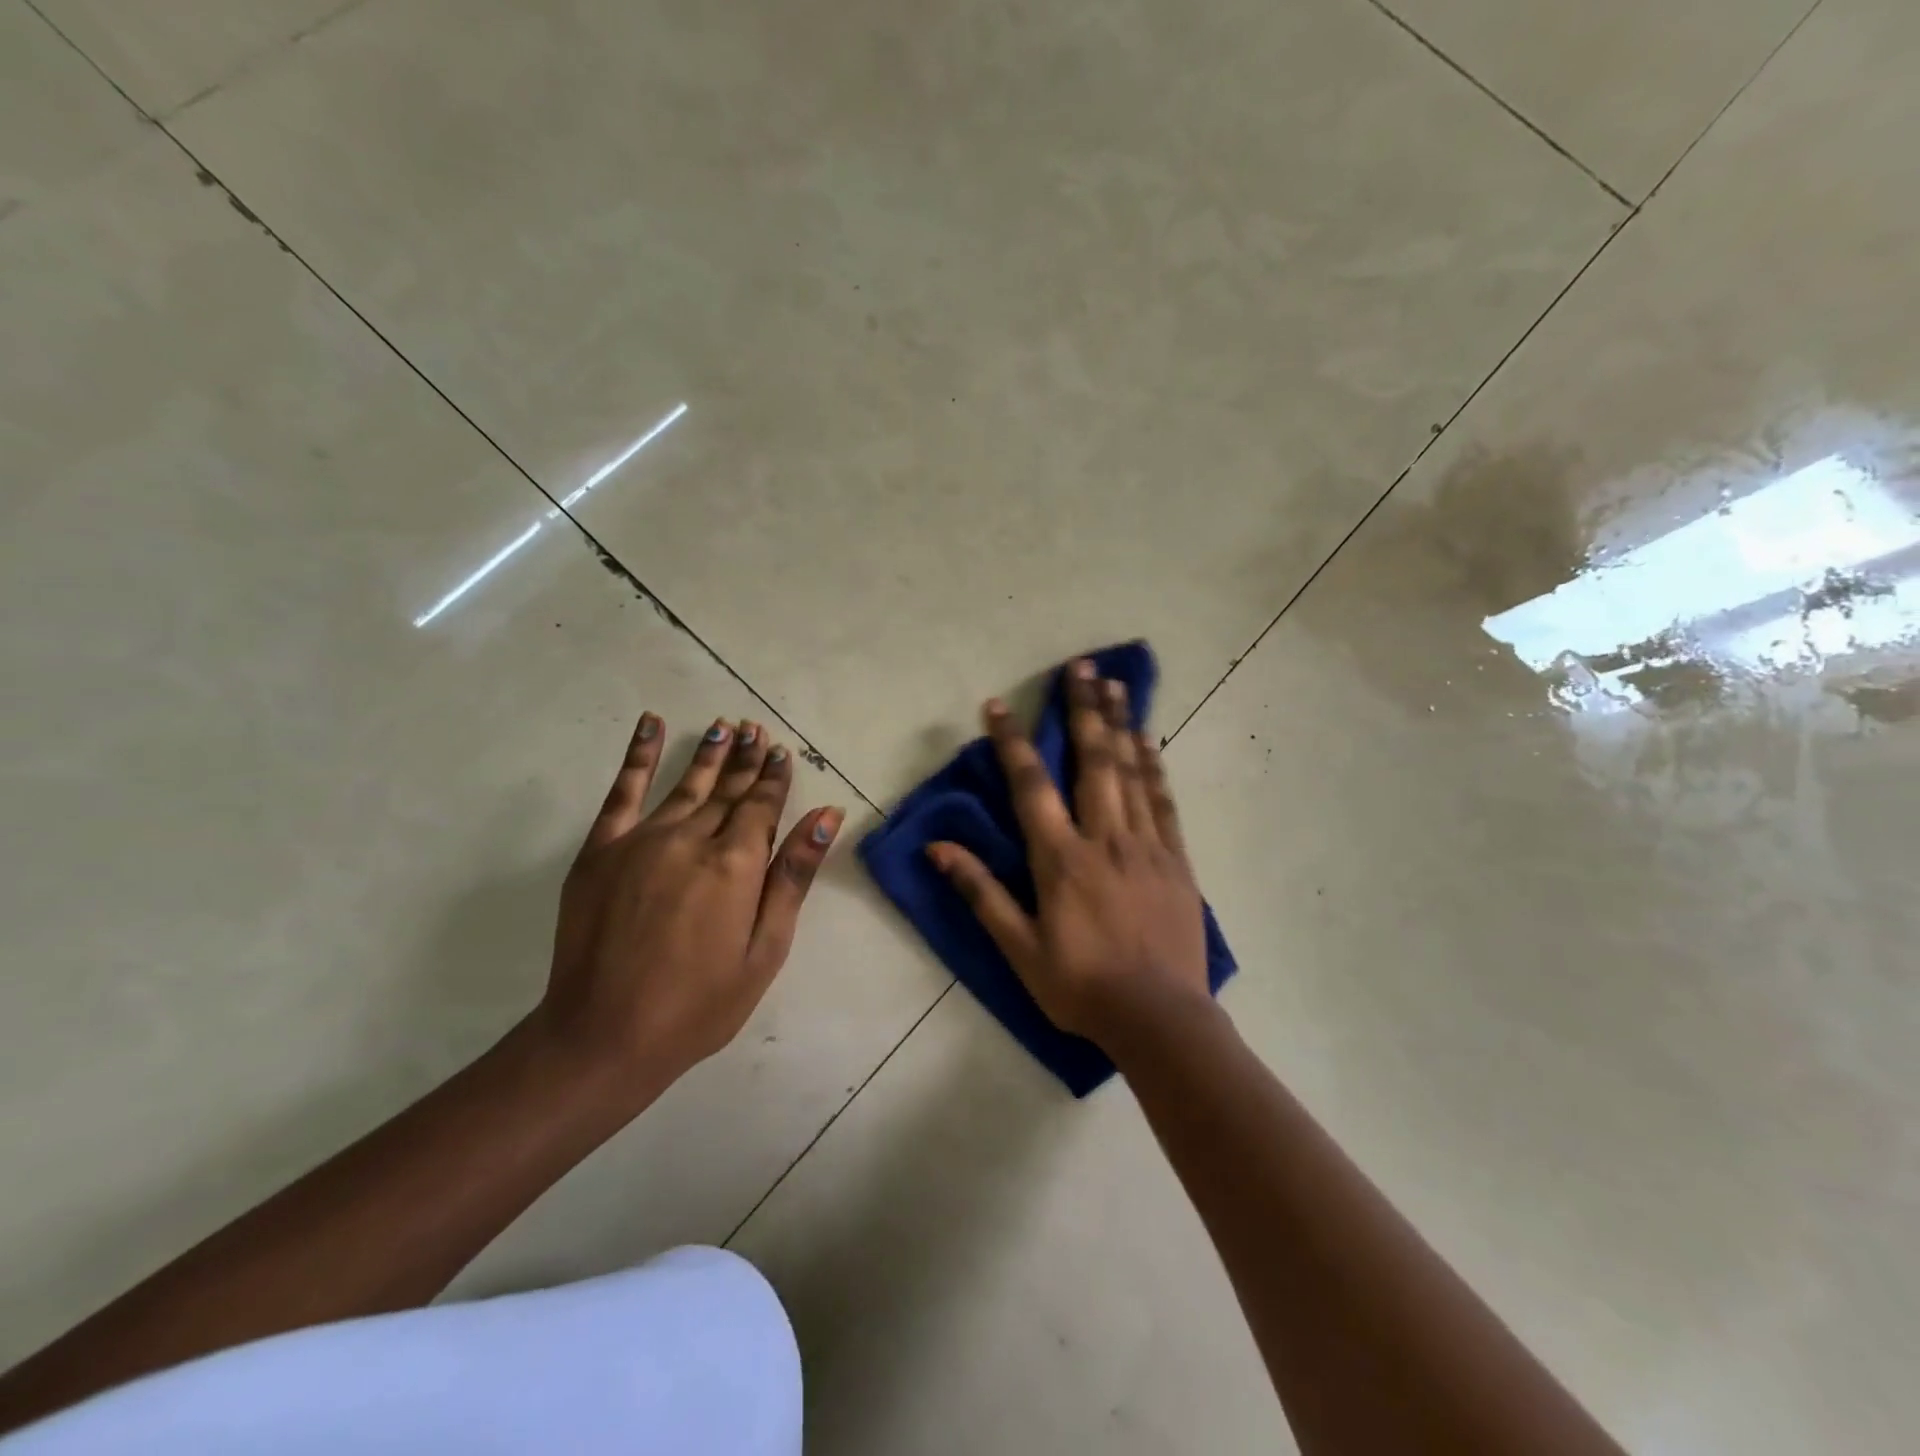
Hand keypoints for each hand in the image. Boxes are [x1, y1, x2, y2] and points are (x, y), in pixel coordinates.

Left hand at [539, 712, 843, 1094]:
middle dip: (747, 759)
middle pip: (728, 790)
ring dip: (709, 754)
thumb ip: (793, 877)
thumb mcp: (765, 949)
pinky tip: (651, 724)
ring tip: (725, 727)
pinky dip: (639, 754)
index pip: (762, 806)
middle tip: (758, 730)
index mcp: (735, 865)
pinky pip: (623, 790)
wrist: (604, 1036)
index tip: (782, 752)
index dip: (775, 778)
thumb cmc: (700, 1003)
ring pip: (687, 784)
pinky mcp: (601, 849)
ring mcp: (642, 840)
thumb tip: (826, 817)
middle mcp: (691, 839)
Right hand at [927, 659, 1208, 1047]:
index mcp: (1062, 860)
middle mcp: (1105, 839)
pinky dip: (1155, 767)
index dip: (1013, 742)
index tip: (998, 705)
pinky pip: (1164, 802)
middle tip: (1081, 665)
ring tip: (1116, 683)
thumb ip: (981, 893)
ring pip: (1133, 772)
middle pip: (1093, 760)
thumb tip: (938, 849)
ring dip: (1122, 723)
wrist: (1161, 1019)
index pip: (1031, 786)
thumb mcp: (1020, 949)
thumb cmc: (1081, 987)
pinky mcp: (1177, 860)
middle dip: (1083, 709)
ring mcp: (1146, 846)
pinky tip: (1149, 741)